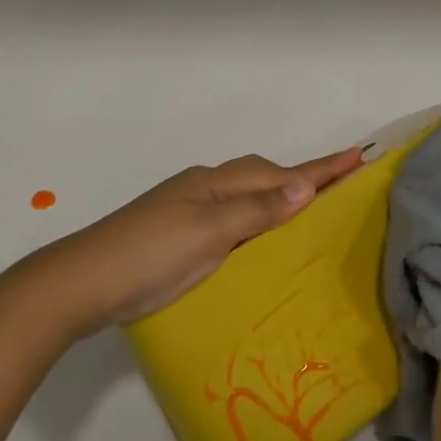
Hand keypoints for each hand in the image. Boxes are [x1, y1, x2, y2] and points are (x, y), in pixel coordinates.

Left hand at [16, 148, 364, 337]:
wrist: (82, 283)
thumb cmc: (149, 255)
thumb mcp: (208, 233)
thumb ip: (256, 211)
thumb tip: (304, 188)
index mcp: (214, 183)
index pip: (279, 174)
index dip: (319, 168)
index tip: (358, 156)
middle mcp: (204, 189)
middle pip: (263, 177)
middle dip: (300, 177)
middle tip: (338, 185)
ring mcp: (188, 211)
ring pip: (246, 197)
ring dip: (278, 198)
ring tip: (309, 211)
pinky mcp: (179, 236)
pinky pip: (232, 219)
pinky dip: (256, 221)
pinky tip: (261, 240)